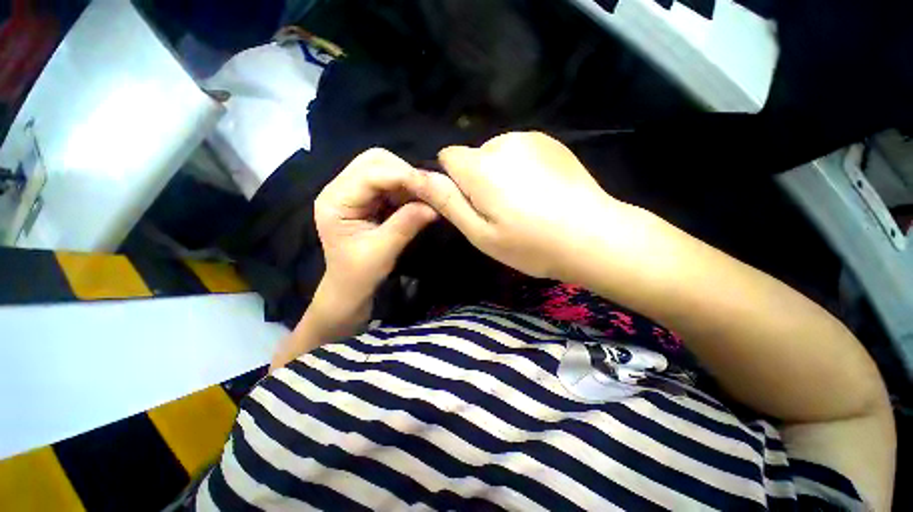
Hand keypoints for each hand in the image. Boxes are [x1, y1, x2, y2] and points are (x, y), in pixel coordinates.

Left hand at [270, 148, 436, 371]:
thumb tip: (434, 206)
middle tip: (427, 192)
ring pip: (384, 167)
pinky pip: (390, 182)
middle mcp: (340, 188)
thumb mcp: (383, 251)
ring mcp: (353, 191)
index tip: (431, 187)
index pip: (370, 173)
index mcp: (335, 201)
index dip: (403, 176)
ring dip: (407, 180)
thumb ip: (406, 225)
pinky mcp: (366, 198)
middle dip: (405, 173)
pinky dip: (407, 188)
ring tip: (425, 198)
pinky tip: (417, 201)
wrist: (349, 288)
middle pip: (375, 160)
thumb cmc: (359, 275)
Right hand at [415, 131, 619, 279]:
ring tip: (523, 203)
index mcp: (481, 168)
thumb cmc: (530, 244)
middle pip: (473, 156)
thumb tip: (420, 178)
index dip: (452, 181)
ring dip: (499, 173)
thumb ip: (449, 203)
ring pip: (496, 153)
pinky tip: (540, 191)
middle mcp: (502, 143)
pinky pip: (520, 151)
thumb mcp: (481, 234)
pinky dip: (521, 167)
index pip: (447, 157)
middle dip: (477, 179)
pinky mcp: (551, 141)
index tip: (471, 204)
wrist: (592, 236)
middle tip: (500, 210)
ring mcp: (530, 138)